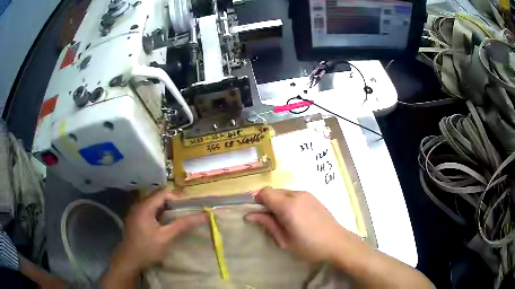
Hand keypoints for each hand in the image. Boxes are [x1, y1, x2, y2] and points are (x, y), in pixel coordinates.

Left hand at [113, 188, 207, 271]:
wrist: (129, 260)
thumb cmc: (148, 249)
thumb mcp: (167, 237)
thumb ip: (183, 225)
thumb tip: (205, 215)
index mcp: (145, 206)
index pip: (164, 192)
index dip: (177, 198)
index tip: (188, 209)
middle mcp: (139, 205)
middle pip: (159, 197)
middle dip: (173, 204)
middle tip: (185, 214)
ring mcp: (136, 212)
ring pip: (154, 204)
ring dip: (166, 209)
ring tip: (177, 220)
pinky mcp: (136, 219)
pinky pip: (150, 211)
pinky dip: (159, 214)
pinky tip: (164, 225)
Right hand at [246, 187, 362, 262]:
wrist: (337, 243)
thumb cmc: (309, 246)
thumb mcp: (284, 240)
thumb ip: (267, 225)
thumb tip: (250, 215)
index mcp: (288, 206)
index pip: (265, 192)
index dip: (257, 201)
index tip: (257, 214)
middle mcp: (297, 195)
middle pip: (274, 191)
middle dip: (267, 202)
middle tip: (270, 220)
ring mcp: (307, 194)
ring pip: (284, 192)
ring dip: (278, 202)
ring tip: (284, 220)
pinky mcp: (313, 197)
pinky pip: (294, 194)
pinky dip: (288, 201)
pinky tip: (295, 216)